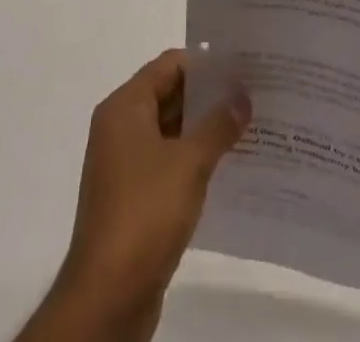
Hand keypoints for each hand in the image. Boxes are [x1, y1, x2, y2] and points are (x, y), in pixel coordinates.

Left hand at [17, 50, 249, 341]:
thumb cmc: (145, 212)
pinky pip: (166, 163)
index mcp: (124, 107)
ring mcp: (123, 164)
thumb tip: (242, 96)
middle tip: (251, 95)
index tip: (242, 66)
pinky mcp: (132, 198)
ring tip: (247, 128)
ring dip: (203, 130)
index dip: (205, 64)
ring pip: (170, 131)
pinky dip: (192, 159)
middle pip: (169, 95)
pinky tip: (226, 167)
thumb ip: (218, 125)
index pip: (169, 65)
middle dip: (208, 97)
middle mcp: (119, 128)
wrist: (108, 296)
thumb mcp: (190, 162)